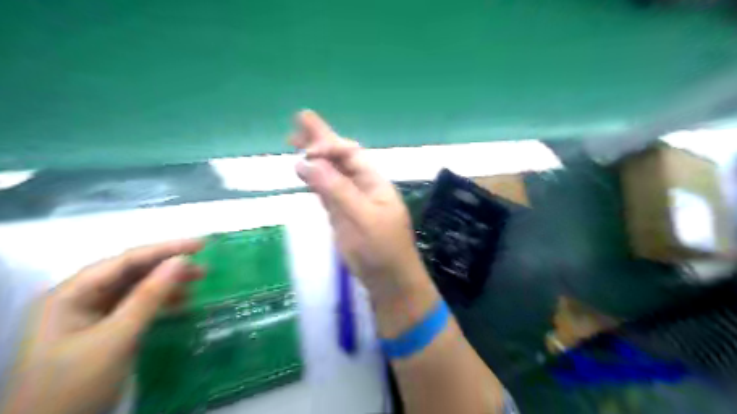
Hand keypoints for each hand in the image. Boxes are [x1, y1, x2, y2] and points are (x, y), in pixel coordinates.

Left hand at [0, 239, 201, 413]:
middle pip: (131, 273)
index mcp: (71, 294)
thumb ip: (149, 296)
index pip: (125, 260)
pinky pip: (136, 307)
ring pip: (136, 289)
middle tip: (204, 268)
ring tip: (197, 283)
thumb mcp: (116, 338)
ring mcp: (91, 315)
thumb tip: (182, 261)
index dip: (165, 249)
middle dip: (168, 268)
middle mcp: (80, 299)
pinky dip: (160, 303)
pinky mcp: (104, 331)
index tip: (200, 246)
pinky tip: (181, 303)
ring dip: (167, 285)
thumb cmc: (75, 384)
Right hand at [287, 110, 435, 335]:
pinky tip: (305, 171)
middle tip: (299, 120)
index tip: (307, 150)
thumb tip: (307, 163)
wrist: (388, 280)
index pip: (350, 154)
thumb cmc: (381, 249)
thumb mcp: (362, 217)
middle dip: (321, 140)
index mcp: (374, 182)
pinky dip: (315, 180)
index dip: (329, 146)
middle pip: (340, 157)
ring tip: (295, 140)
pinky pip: (326, 191)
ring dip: (315, 157)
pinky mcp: (341, 215)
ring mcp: (351, 200)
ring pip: (331, 173)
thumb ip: (336, 190)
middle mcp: (362, 186)